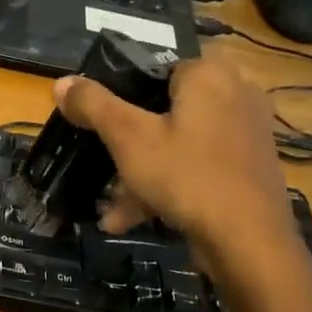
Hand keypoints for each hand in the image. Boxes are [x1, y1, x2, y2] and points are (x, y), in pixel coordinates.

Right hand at [53, 54, 298, 283]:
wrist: (249, 242)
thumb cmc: (187, 176)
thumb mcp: (128, 138)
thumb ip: (94, 105)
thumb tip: (61, 82)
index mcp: (209, 74)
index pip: (155, 68)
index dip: (122, 94)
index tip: (99, 124)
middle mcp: (235, 94)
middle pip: (164, 111)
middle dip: (128, 147)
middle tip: (102, 169)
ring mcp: (245, 134)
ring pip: (178, 145)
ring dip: (141, 176)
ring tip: (112, 211)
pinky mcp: (249, 168)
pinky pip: (198, 167)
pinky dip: (168, 187)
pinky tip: (134, 220)